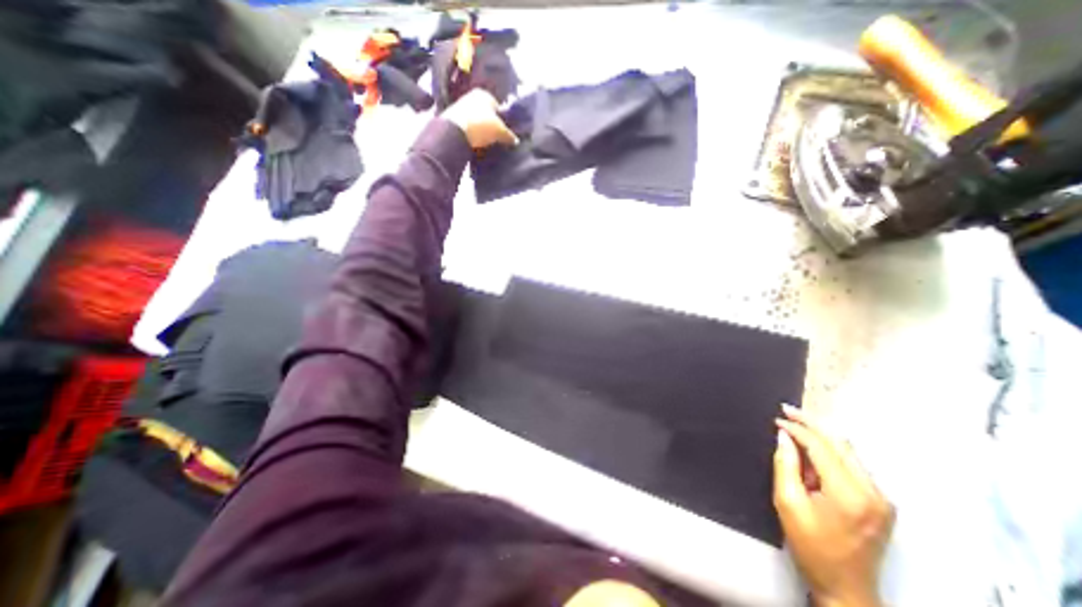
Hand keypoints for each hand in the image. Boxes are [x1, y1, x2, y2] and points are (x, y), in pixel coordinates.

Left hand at [444, 88, 517, 149]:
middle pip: (486, 113)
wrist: (455, 132)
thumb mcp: (500, 132)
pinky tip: (474, 141)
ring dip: (481, 129)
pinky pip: (468, 126)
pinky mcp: (452, 117)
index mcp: (485, 94)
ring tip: (485, 142)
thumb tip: (516, 140)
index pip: (498, 107)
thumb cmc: (481, 126)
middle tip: (495, 138)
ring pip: (477, 119)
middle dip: (491, 125)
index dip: (502, 121)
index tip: (503, 133)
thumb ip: (509, 135)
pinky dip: (472, 132)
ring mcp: (461, 105)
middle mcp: (472, 96)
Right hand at [779, 402, 897, 605]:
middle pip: (840, 444)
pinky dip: (829, 453)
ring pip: (848, 452)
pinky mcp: (881, 503)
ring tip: (794, 429)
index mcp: (849, 494)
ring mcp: (882, 498)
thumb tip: (783, 436)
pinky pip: (852, 466)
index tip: (777, 419)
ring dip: (820, 438)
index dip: (797, 429)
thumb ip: (785, 464)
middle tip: (787, 411)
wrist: (846, 588)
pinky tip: (811, 453)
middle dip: (811, 424)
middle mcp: (873, 492)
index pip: (821, 447)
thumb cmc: (811, 546)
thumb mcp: (787, 502)